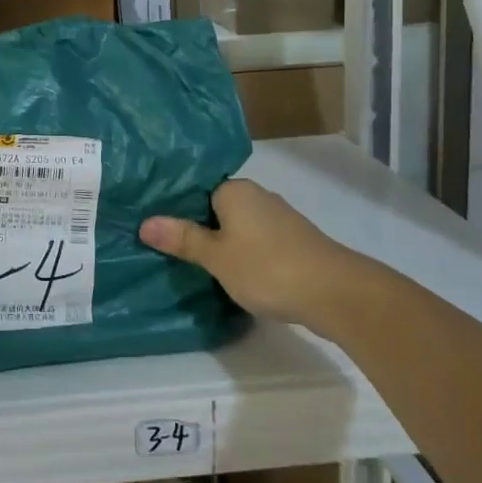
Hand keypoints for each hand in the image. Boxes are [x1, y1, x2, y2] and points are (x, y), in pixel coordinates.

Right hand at [140, 179, 366, 327]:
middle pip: (217, 207)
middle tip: (168, 246)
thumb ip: (183, 239)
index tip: (156, 225)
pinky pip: (257, 241)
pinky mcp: (294, 242)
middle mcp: (258, 196)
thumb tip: (145, 223)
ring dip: (223, 242)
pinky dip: (244, 254)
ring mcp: (279, 219)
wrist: (336, 293)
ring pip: (239, 225)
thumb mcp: (216, 257)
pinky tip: (233, 273)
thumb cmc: (268, 267)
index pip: (197, 189)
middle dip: (198, 225)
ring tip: (195, 262)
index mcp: (235, 190)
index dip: (176, 207)